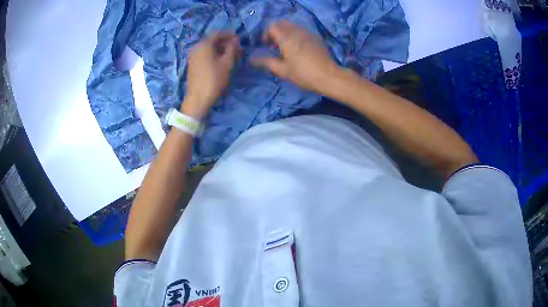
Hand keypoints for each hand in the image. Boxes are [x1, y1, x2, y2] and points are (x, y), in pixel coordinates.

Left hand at [183, 32, 241, 118]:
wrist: (198, 99)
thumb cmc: (214, 79)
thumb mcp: (227, 63)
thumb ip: (232, 48)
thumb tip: (235, 40)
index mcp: (204, 44)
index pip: (217, 33)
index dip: (229, 34)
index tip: (238, 38)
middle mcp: (196, 47)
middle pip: (212, 40)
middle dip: (225, 42)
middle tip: (237, 48)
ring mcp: (193, 56)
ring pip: (208, 48)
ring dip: (220, 49)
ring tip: (231, 56)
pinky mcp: (192, 64)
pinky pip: (204, 54)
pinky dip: (213, 54)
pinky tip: (221, 61)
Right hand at [251, 21, 339, 93]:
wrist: (329, 76)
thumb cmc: (303, 74)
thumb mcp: (282, 70)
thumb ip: (266, 62)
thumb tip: (251, 59)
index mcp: (287, 37)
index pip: (272, 26)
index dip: (266, 34)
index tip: (266, 46)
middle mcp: (297, 31)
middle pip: (282, 23)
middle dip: (275, 32)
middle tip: (275, 46)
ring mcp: (308, 33)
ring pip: (293, 26)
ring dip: (285, 33)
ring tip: (286, 48)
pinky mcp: (316, 38)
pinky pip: (302, 31)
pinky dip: (296, 35)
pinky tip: (299, 49)